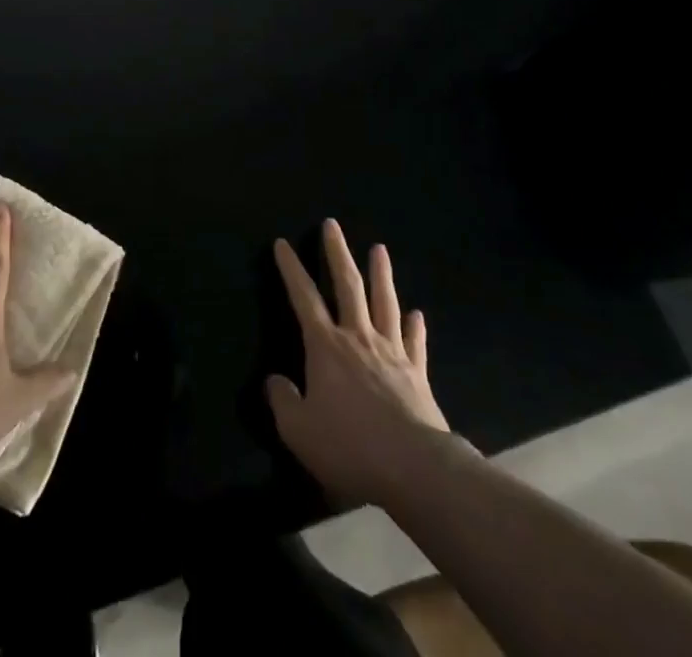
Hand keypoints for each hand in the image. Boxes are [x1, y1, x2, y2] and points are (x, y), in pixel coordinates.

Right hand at [268, 219, 450, 505]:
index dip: (291, 269)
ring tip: (380, 249)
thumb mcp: (299, 431)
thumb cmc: (350, 446)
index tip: (282, 243)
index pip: (303, 297)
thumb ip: (282, 402)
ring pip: (385, 302)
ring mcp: (391, 352)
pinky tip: (417, 313)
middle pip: (348, 285)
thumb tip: (274, 381)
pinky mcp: (417, 373)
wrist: (414, 467)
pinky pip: (415, 342)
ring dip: (381, 274)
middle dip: (337, 253)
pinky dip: (415, 326)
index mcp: (326, 346)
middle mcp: (358, 337)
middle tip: (332, 224)